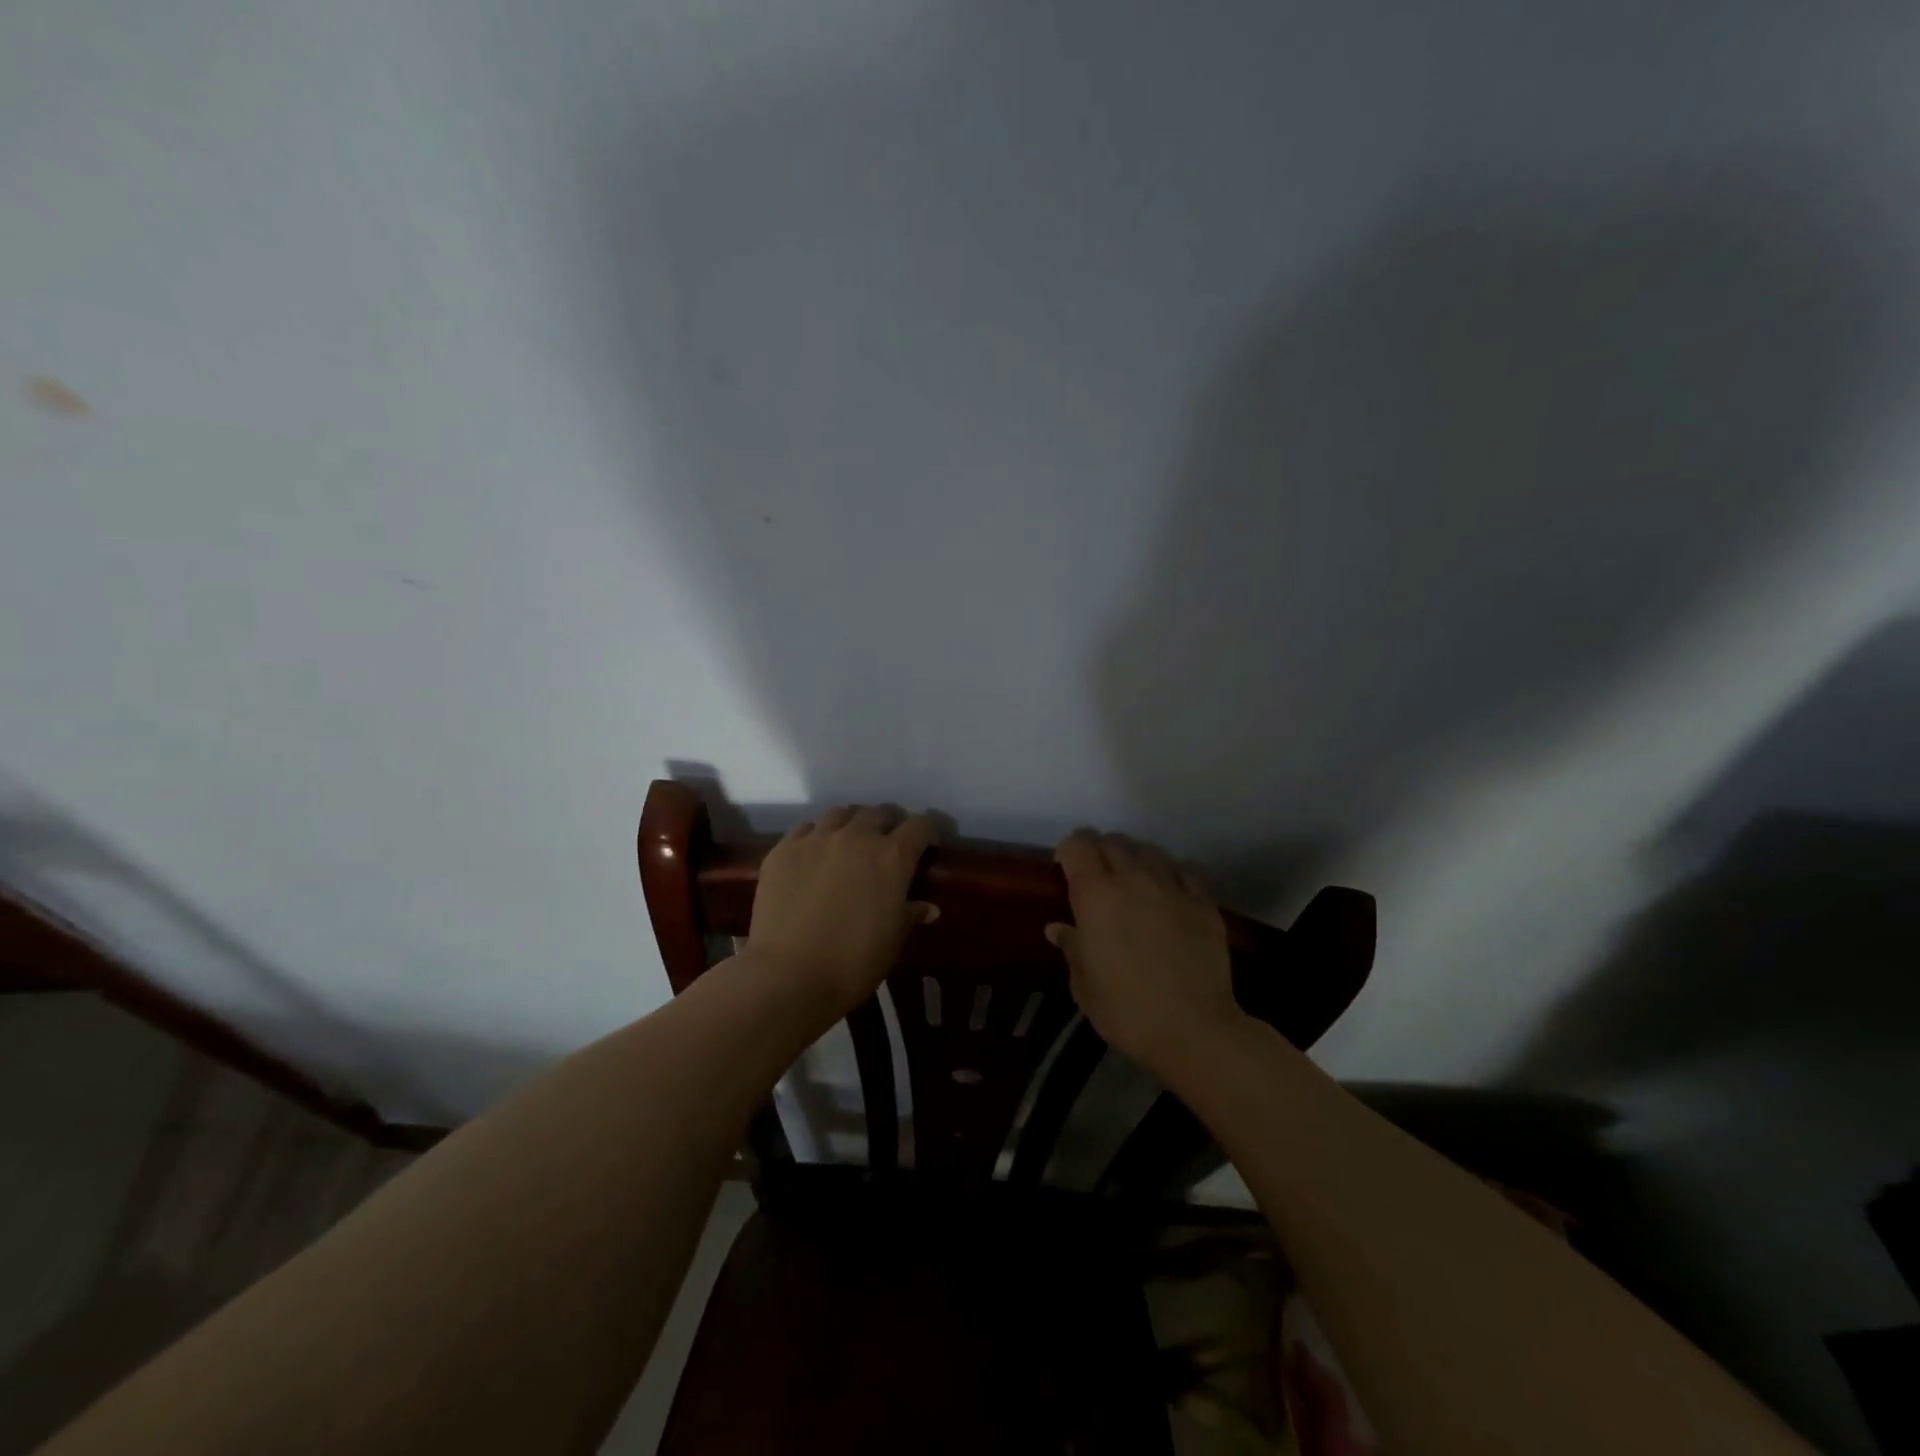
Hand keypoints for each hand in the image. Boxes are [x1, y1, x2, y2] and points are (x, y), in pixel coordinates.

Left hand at [747, 805, 939, 1016]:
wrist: (788, 976)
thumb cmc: (853, 963)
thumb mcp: (893, 941)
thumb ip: (910, 915)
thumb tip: (928, 907)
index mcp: (892, 857)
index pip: (920, 825)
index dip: (928, 832)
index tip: (927, 845)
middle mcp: (856, 837)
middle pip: (878, 813)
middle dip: (887, 825)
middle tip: (886, 847)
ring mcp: (816, 840)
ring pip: (840, 814)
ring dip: (851, 824)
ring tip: (848, 844)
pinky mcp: (783, 851)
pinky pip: (805, 829)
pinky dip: (816, 836)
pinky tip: (813, 856)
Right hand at [1046, 830, 1243, 1070]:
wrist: (1193, 1029)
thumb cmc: (1126, 1011)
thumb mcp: (1084, 987)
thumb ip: (1072, 948)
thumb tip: (1059, 928)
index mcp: (1095, 895)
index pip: (1078, 845)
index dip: (1068, 851)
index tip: (1065, 869)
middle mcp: (1132, 879)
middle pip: (1112, 841)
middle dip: (1099, 851)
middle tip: (1097, 877)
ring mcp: (1172, 887)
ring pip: (1149, 850)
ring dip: (1135, 859)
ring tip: (1134, 881)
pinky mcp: (1203, 901)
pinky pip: (1186, 870)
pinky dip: (1173, 873)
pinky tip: (1171, 893)